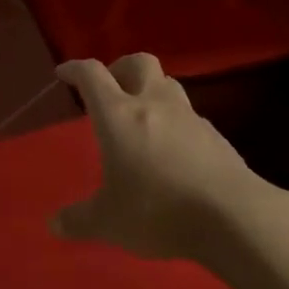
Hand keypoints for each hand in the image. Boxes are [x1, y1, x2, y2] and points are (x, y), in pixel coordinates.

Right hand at [52, 54, 268, 261]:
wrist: (234, 217)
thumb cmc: (158, 210)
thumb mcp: (108, 222)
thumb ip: (79, 220)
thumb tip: (55, 224)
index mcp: (119, 114)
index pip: (92, 75)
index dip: (75, 69)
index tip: (64, 73)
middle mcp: (154, 104)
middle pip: (139, 63)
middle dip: (120, 67)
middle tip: (110, 87)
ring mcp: (189, 117)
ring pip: (168, 84)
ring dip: (152, 91)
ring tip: (142, 116)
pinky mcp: (216, 137)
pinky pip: (190, 117)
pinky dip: (176, 122)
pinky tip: (174, 150)